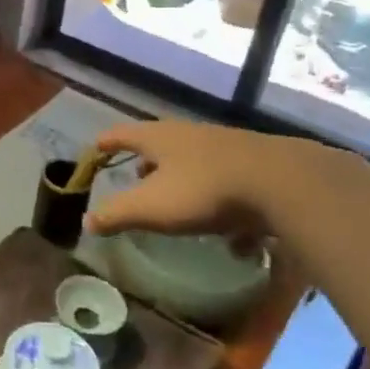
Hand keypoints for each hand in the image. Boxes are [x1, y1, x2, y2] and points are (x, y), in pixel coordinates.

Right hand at [85, 119, 327, 244]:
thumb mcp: (152, 207)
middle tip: (135, 177)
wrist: (282, 182)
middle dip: (146, 161)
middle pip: (160, 144)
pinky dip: (221, 203)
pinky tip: (231, 235)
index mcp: (160, 138)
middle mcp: (190, 135)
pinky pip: (228, 183)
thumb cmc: (204, 190)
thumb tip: (87, 222)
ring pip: (195, 161)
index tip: (95, 147)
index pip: (122, 133)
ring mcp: (226, 147)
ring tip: (178, 202)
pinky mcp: (256, 164)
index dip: (106, 142)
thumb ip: (117, 214)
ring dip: (182, 180)